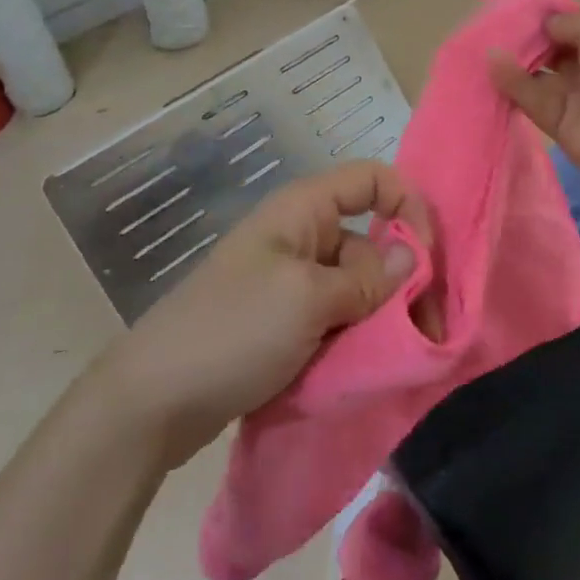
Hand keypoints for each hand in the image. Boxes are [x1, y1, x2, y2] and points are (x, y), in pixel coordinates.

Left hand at [99, 162, 431, 468]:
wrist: (153, 400)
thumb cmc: (234, 330)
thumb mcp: (307, 300)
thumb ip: (366, 279)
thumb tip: (411, 257)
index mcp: (303, 210)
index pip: (372, 179)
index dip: (408, 206)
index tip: (426, 258)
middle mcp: (301, 236)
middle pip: (371, 241)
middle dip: (401, 280)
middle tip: (426, 332)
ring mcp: (291, 281)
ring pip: (357, 285)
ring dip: (379, 317)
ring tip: (394, 358)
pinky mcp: (285, 321)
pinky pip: (335, 316)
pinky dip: (353, 336)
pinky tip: (364, 366)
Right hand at [490, 3, 579, 200]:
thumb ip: (568, 20)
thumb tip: (547, 25)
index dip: (555, 11)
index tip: (523, 4)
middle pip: (559, 46)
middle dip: (530, 34)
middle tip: (496, 21)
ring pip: (542, 73)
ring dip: (517, 57)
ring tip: (484, 40)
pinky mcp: (564, 124)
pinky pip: (534, 99)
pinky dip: (513, 82)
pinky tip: (493, 63)